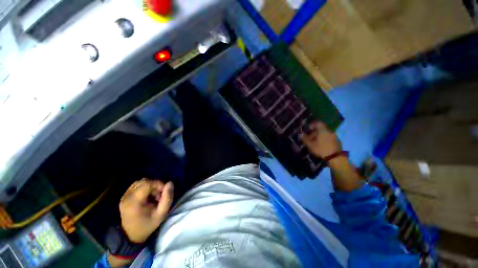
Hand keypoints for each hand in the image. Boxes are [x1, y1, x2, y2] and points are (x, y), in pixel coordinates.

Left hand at [119, 179, 173, 242]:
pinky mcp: (124, 197)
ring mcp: (124, 196)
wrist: (131, 236)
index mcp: (134, 202)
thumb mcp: (161, 214)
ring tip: (153, 196)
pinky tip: (147, 197)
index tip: (164, 192)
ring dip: (150, 186)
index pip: (147, 183)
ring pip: (140, 182)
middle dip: (155, 185)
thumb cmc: (147, 226)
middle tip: (159, 195)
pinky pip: (136, 186)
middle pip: (143, 181)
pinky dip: (144, 188)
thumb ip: (167, 198)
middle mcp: (127, 197)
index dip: (158, 184)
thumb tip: (170, 183)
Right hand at [301, 121, 341, 158]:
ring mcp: (334, 136)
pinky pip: (329, 137)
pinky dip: (324, 139)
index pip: (318, 123)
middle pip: (321, 129)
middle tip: (310, 138)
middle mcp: (329, 131)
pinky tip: (322, 145)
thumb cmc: (321, 149)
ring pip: (325, 133)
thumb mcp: (311, 145)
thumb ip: (305, 139)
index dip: (312, 125)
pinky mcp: (337, 141)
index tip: (308, 129)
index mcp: (323, 130)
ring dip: (319, 136)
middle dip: (315, 132)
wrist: (336, 158)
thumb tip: (301, 134)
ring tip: (315, 142)